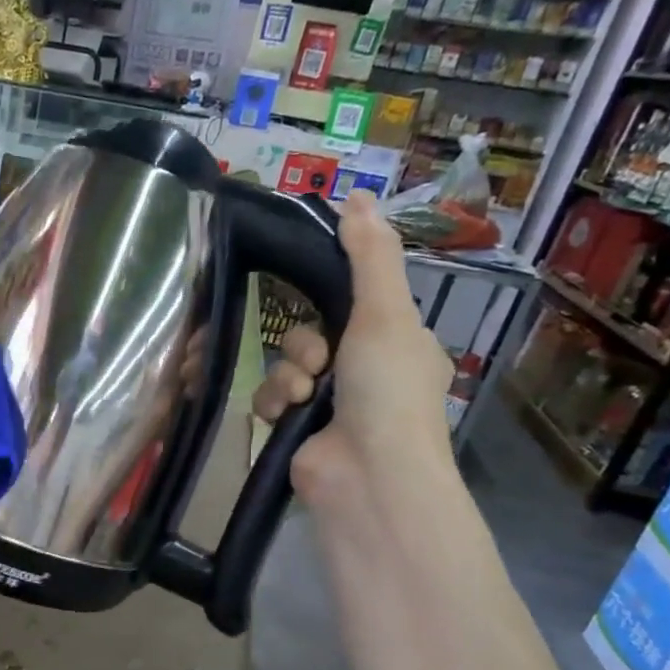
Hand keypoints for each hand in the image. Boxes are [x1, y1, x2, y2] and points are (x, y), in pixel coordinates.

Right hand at [251, 190, 455, 511]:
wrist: (366, 475)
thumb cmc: (386, 390)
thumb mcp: (385, 312)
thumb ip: (369, 256)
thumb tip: (357, 195)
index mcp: (398, 344)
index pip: (357, 303)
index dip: (333, 298)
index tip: (313, 291)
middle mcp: (366, 373)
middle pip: (313, 333)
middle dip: (305, 345)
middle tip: (319, 362)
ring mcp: (330, 406)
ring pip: (286, 365)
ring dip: (287, 375)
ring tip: (301, 396)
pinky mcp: (297, 430)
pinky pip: (270, 398)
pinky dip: (273, 403)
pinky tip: (283, 415)